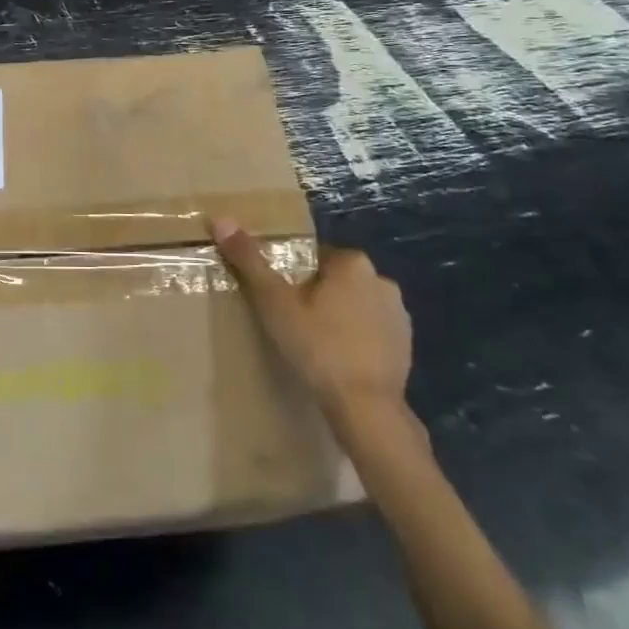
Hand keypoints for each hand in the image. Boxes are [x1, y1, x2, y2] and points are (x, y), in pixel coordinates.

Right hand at [210, 218, 416, 438]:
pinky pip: (371, 332)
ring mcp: (399, 314)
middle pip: (335, 280)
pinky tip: (336, 361)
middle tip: (291, 321)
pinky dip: (355, 340)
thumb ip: (249, 261)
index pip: (314, 257)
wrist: (366, 408)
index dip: (292, 276)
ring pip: (355, 305)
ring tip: (313, 344)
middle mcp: (382, 280)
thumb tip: (221, 220)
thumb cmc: (318, 347)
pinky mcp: (406, 346)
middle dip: (316, 296)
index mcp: (352, 262)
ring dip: (338, 317)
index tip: (279, 299)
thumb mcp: (274, 302)